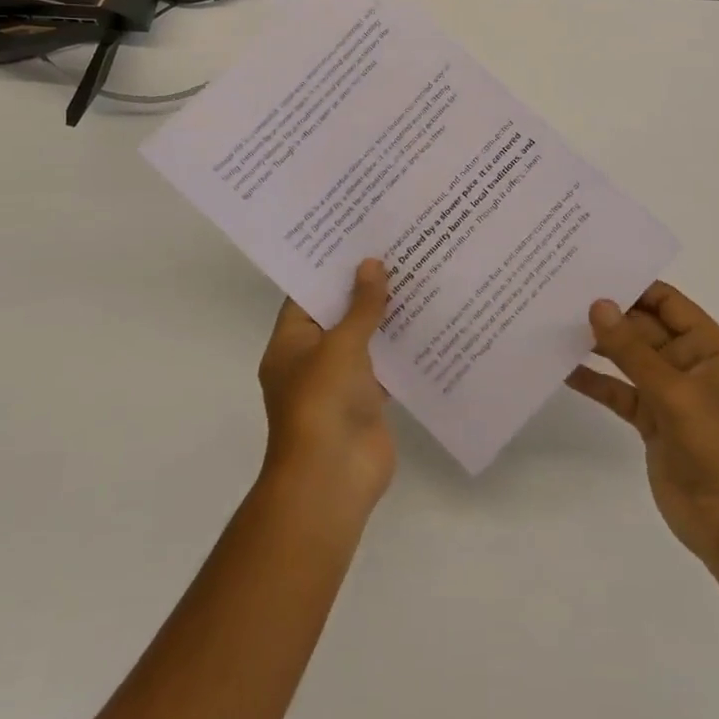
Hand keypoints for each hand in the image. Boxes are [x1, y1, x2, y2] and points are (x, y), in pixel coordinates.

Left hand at [258, 259, 393, 517]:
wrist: (332, 480)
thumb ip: (360, 307)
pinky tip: (428, 323)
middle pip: (338, 316)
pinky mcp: (367, 402)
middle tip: (394, 250)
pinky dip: (401, 350)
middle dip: (363, 289)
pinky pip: (385, 368)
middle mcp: (311, 360)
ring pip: (364, 341)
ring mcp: (340, 383)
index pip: (307, 296)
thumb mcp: (341, 346)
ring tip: (416, 277)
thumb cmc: (323, 403)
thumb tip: (372, 264)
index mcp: (290, 344)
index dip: (330, 269)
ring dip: (385, 318)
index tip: (357, 239)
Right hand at [566, 282, 718, 565]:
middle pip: (645, 329)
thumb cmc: (717, 447)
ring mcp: (670, 394)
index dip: (634, 287)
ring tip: (556, 326)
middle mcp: (691, 364)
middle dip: (610, 316)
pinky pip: (620, 392)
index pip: (669, 303)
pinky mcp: (652, 422)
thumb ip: (632, 349)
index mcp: (711, 348)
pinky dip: (596, 382)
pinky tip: (563, 370)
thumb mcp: (674, 392)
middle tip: (564, 296)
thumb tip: (597, 304)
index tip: (593, 273)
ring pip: (629, 360)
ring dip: (599, 346)